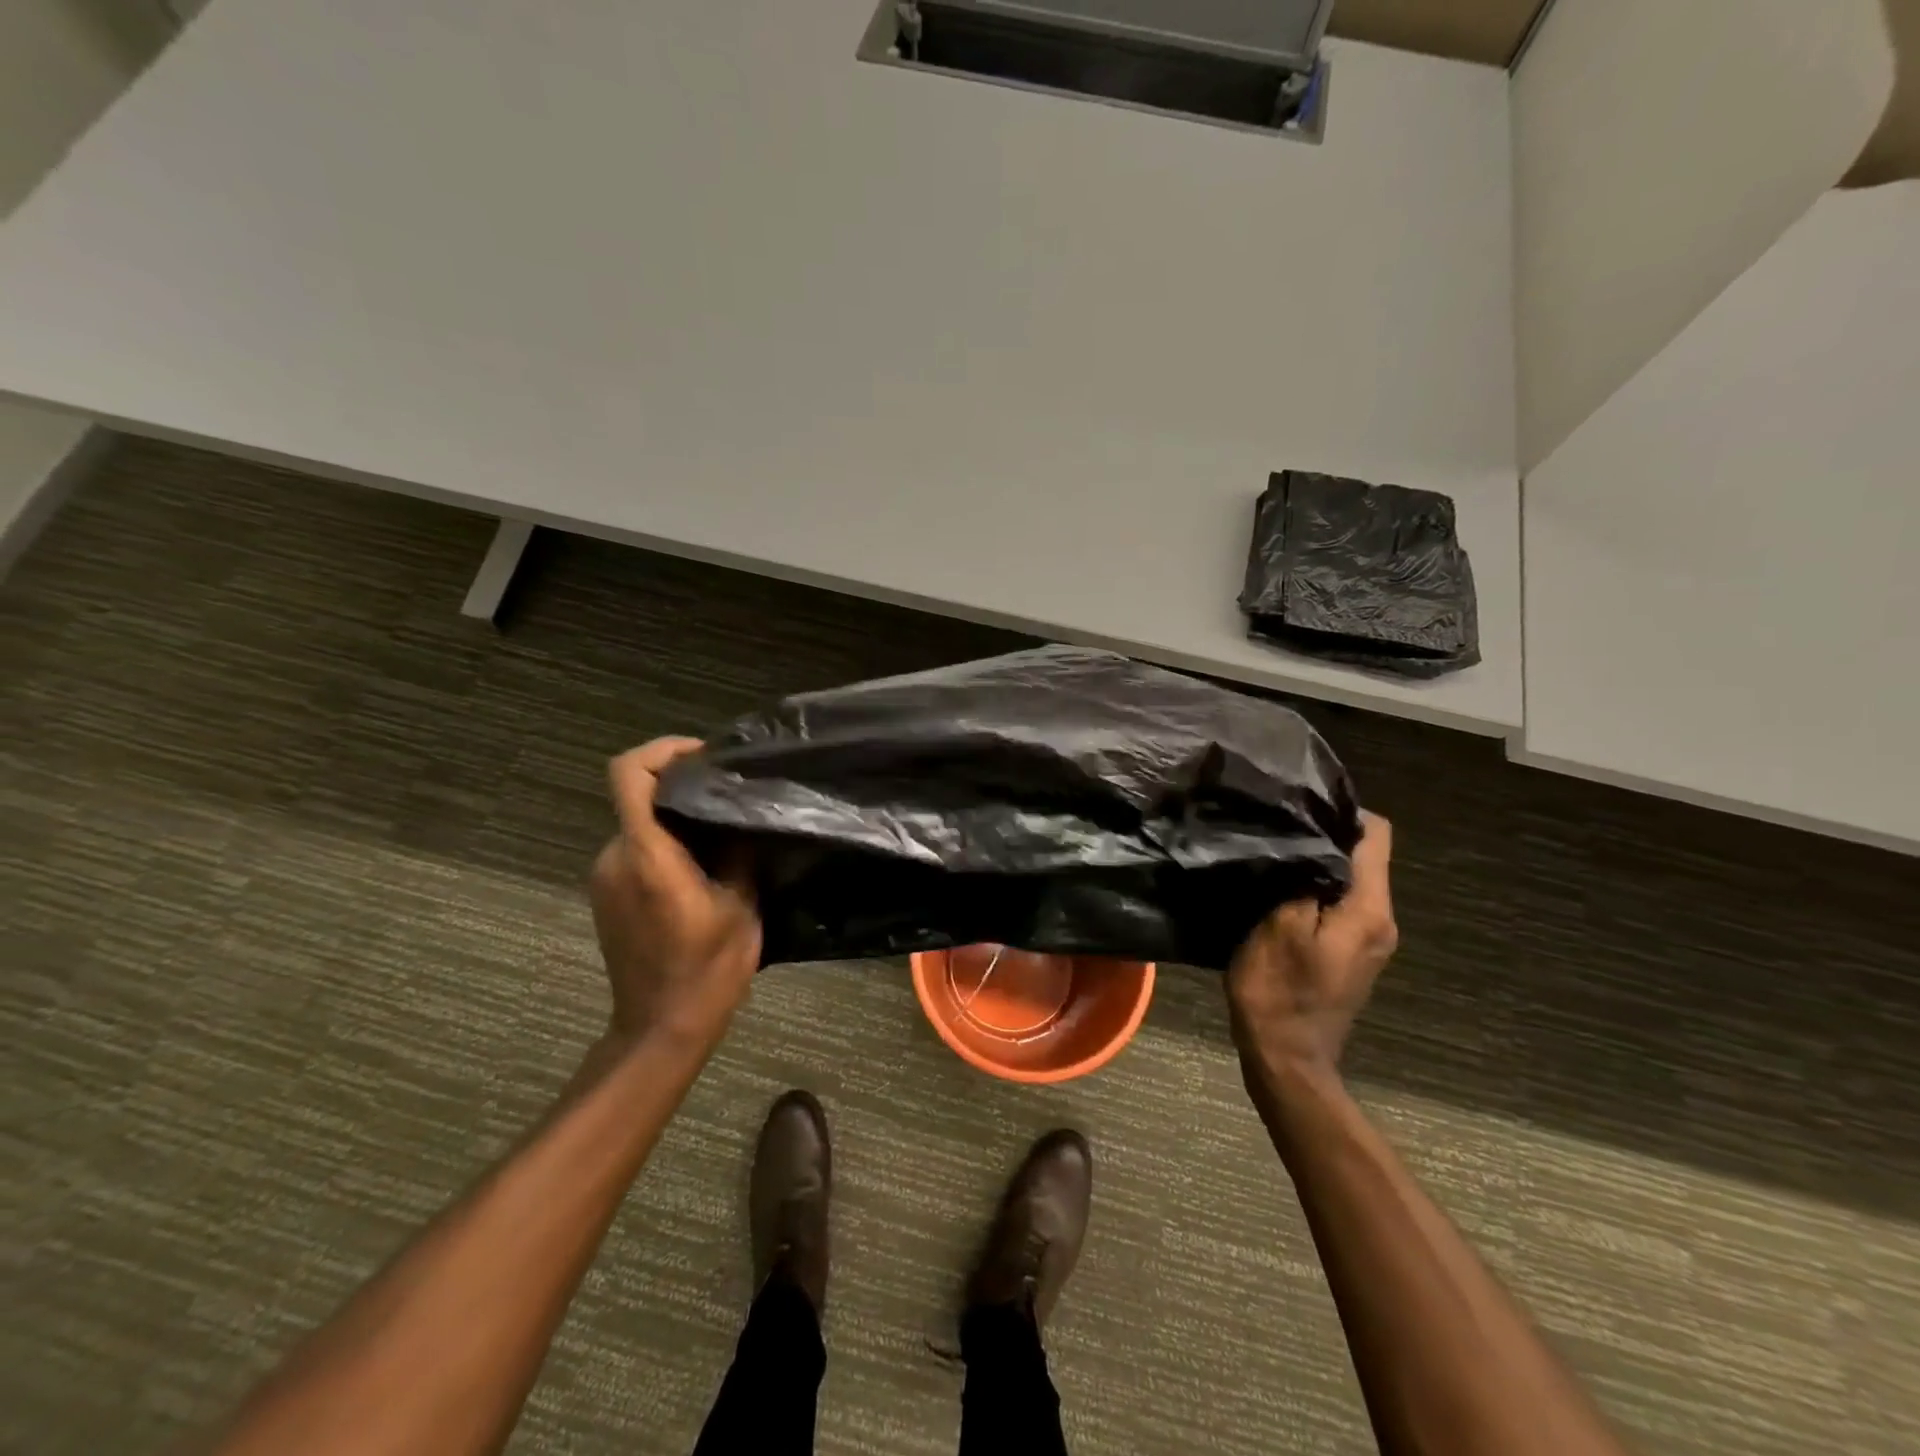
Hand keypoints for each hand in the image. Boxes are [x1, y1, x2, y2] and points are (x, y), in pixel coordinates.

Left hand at [589, 737, 761, 1049]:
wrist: (661, 1030)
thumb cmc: (707, 969)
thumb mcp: (741, 905)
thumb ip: (739, 851)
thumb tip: (745, 815)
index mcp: (647, 854)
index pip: (629, 773)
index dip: (663, 750)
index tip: (703, 756)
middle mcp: (615, 857)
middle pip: (638, 795)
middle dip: (682, 787)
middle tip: (730, 796)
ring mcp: (604, 877)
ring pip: (639, 824)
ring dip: (677, 819)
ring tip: (724, 833)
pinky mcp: (606, 895)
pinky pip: (636, 850)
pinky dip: (666, 844)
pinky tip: (702, 866)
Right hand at [1226, 811, 1396, 1079]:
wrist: (1286, 1058)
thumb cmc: (1279, 990)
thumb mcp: (1278, 925)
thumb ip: (1301, 878)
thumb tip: (1308, 841)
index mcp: (1369, 908)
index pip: (1376, 835)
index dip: (1342, 811)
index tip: (1299, 805)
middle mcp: (1381, 919)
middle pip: (1364, 856)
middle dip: (1325, 835)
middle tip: (1278, 825)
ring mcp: (1369, 939)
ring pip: (1350, 879)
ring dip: (1317, 863)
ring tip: (1274, 853)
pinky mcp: (1351, 953)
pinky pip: (1341, 903)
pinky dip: (1315, 888)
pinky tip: (1280, 889)